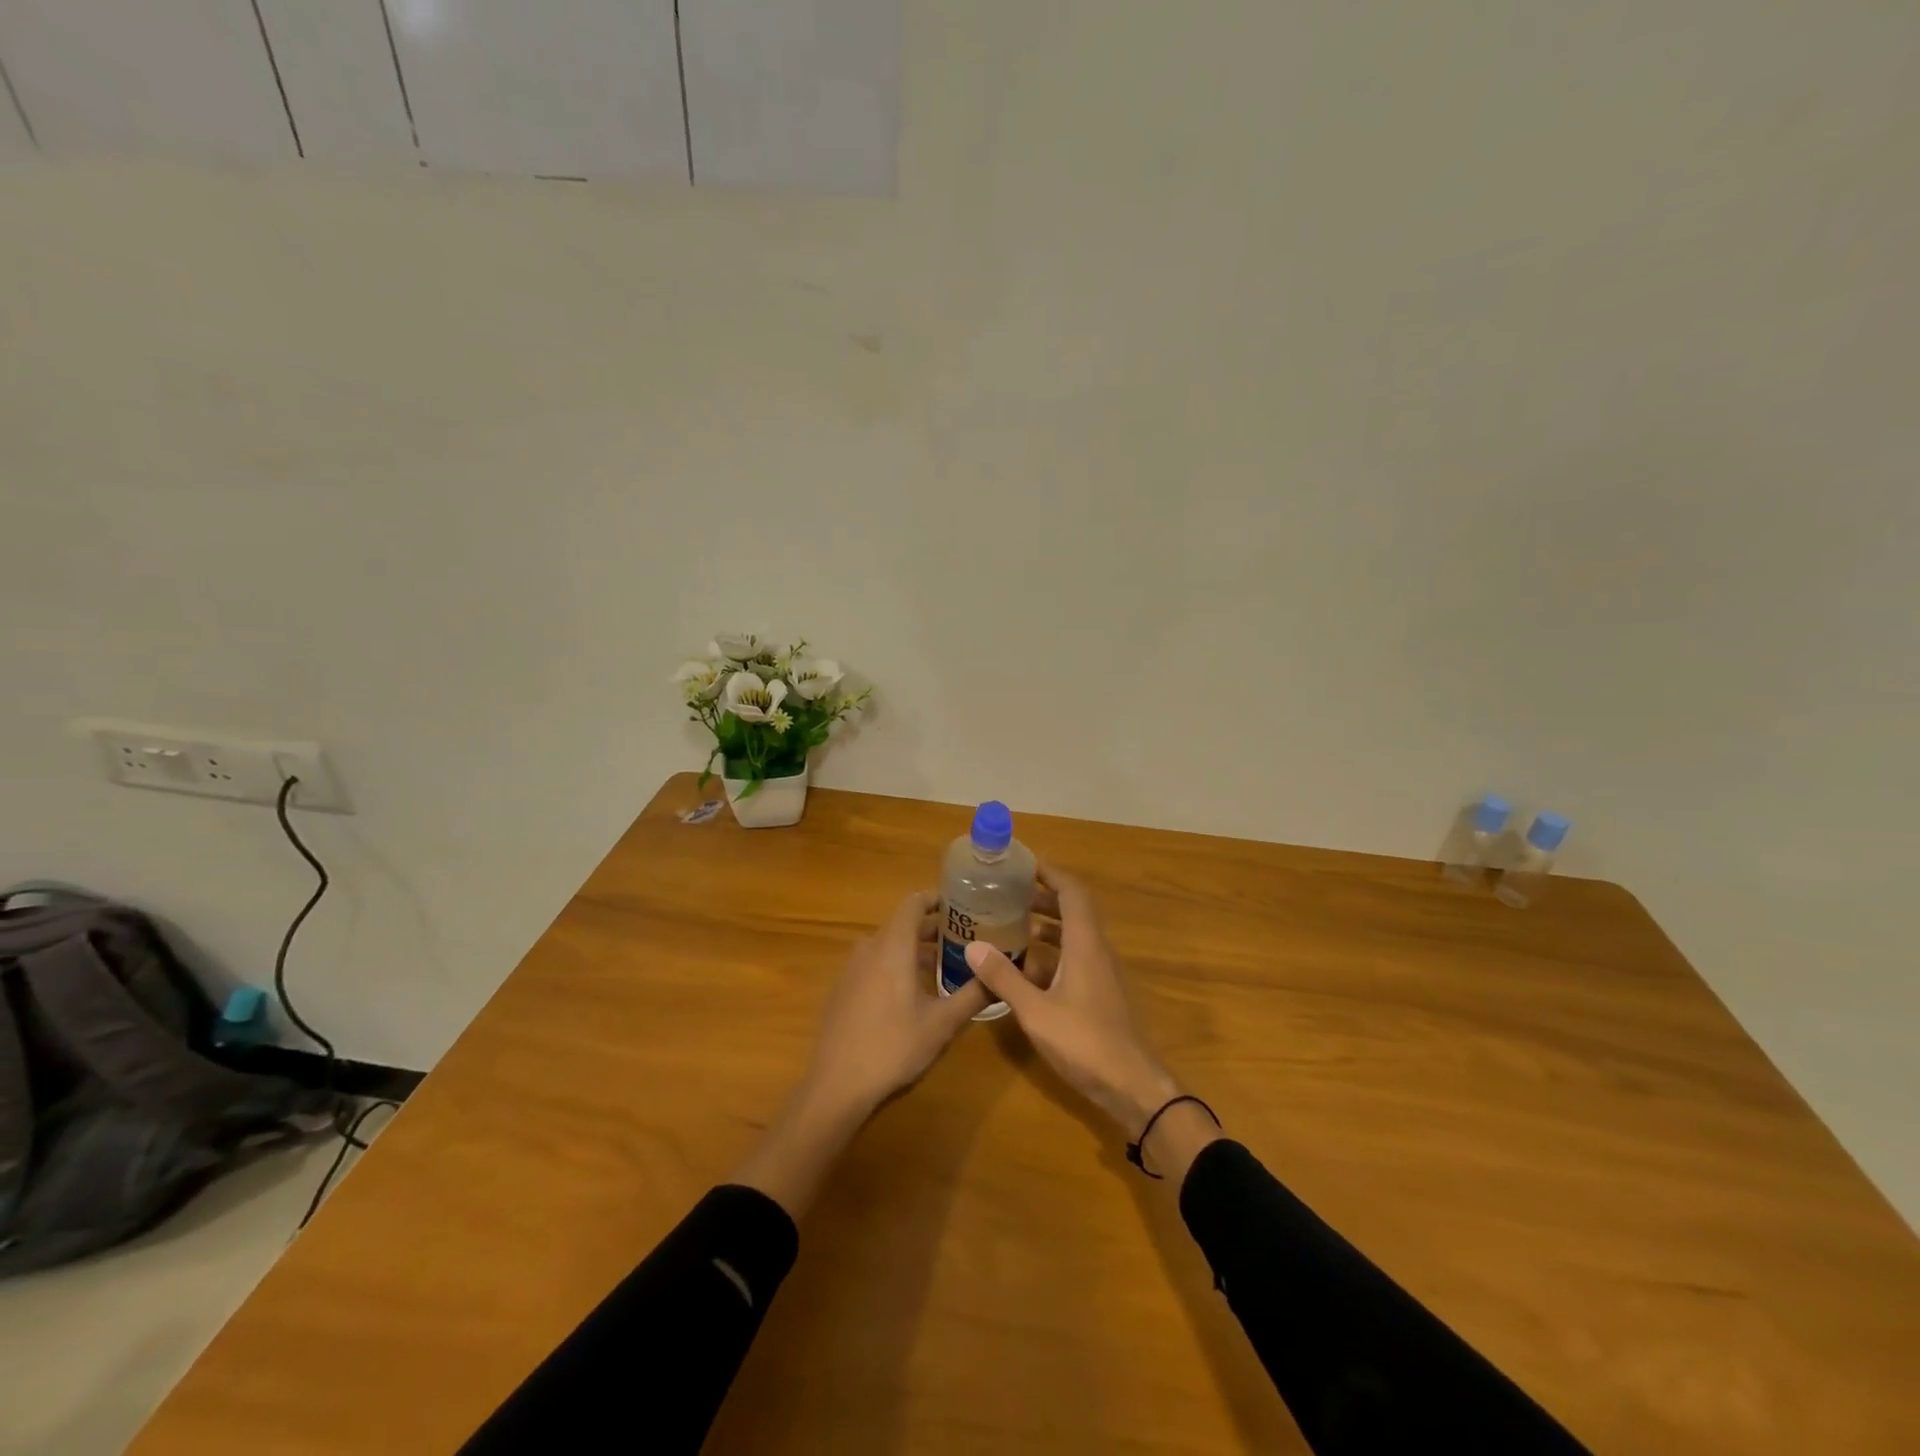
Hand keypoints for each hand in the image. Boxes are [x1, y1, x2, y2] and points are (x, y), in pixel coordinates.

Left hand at [735, 890, 990, 1217]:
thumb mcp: (942, 1023)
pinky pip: (874, 963)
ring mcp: (851, 969)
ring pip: (888, 945)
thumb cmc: (893, 1046)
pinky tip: (912, 993)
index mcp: (893, 946)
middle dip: (934, 928)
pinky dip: (895, 965)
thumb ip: (974, 994)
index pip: (914, 902)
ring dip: (915, 949)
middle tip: (965, 939)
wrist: (837, 1084)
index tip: (963, 905)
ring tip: (944, 966)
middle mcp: (869, 948)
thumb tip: (1002, 975)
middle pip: (903, 924)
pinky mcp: (843, 989)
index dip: (938, 898)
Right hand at [963, 867, 1179, 1136]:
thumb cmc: (1085, 1042)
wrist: (1132, 1086)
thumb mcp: (1035, 1011)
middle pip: (1073, 911)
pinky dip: (1050, 953)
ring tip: (1010, 926)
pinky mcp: (1100, 994)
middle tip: (1007, 895)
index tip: (1024, 865)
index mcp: (1085, 945)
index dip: (1051, 874)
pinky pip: (1074, 958)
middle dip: (1042, 898)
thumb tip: (973, 946)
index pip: (1073, 893)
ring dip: (1045, 926)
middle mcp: (1096, 951)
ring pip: (1073, 936)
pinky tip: (1024, 970)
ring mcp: (1101, 974)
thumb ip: (1004, 978)